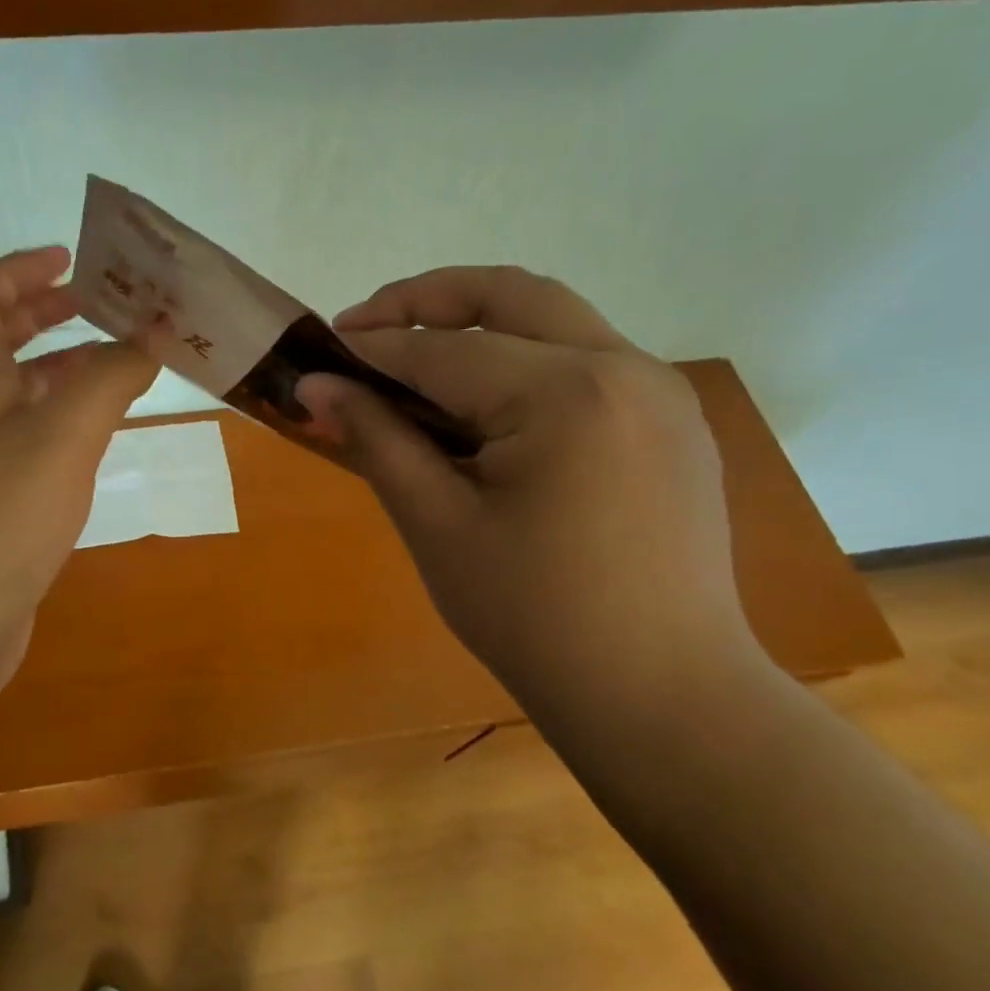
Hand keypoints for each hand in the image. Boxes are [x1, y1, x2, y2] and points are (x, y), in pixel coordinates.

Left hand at [0, 247, 156, 712]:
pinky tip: (98, 447)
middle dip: (44, 317)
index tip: (68, 258)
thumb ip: (109, 379)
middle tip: (99, 306)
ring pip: (20, 404)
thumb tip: (153, 329)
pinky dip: (67, 434)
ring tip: (119, 369)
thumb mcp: (60, 437)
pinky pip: (33, 453)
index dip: (16, 271)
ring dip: (64, 376)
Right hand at [297, 267, 762, 724]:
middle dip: (428, 299)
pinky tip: (487, 408)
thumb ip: (378, 441)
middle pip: (512, 295)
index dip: (372, 351)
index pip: (443, 351)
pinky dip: (526, 361)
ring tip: (416, 365)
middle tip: (365, 326)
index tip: (319, 355)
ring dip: (480, 326)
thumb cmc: (533, 618)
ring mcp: (661, 392)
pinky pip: (587, 362)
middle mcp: (626, 368)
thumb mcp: (438, 526)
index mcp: (567, 393)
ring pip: (555, 321)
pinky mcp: (673, 423)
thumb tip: (316, 388)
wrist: (660, 696)